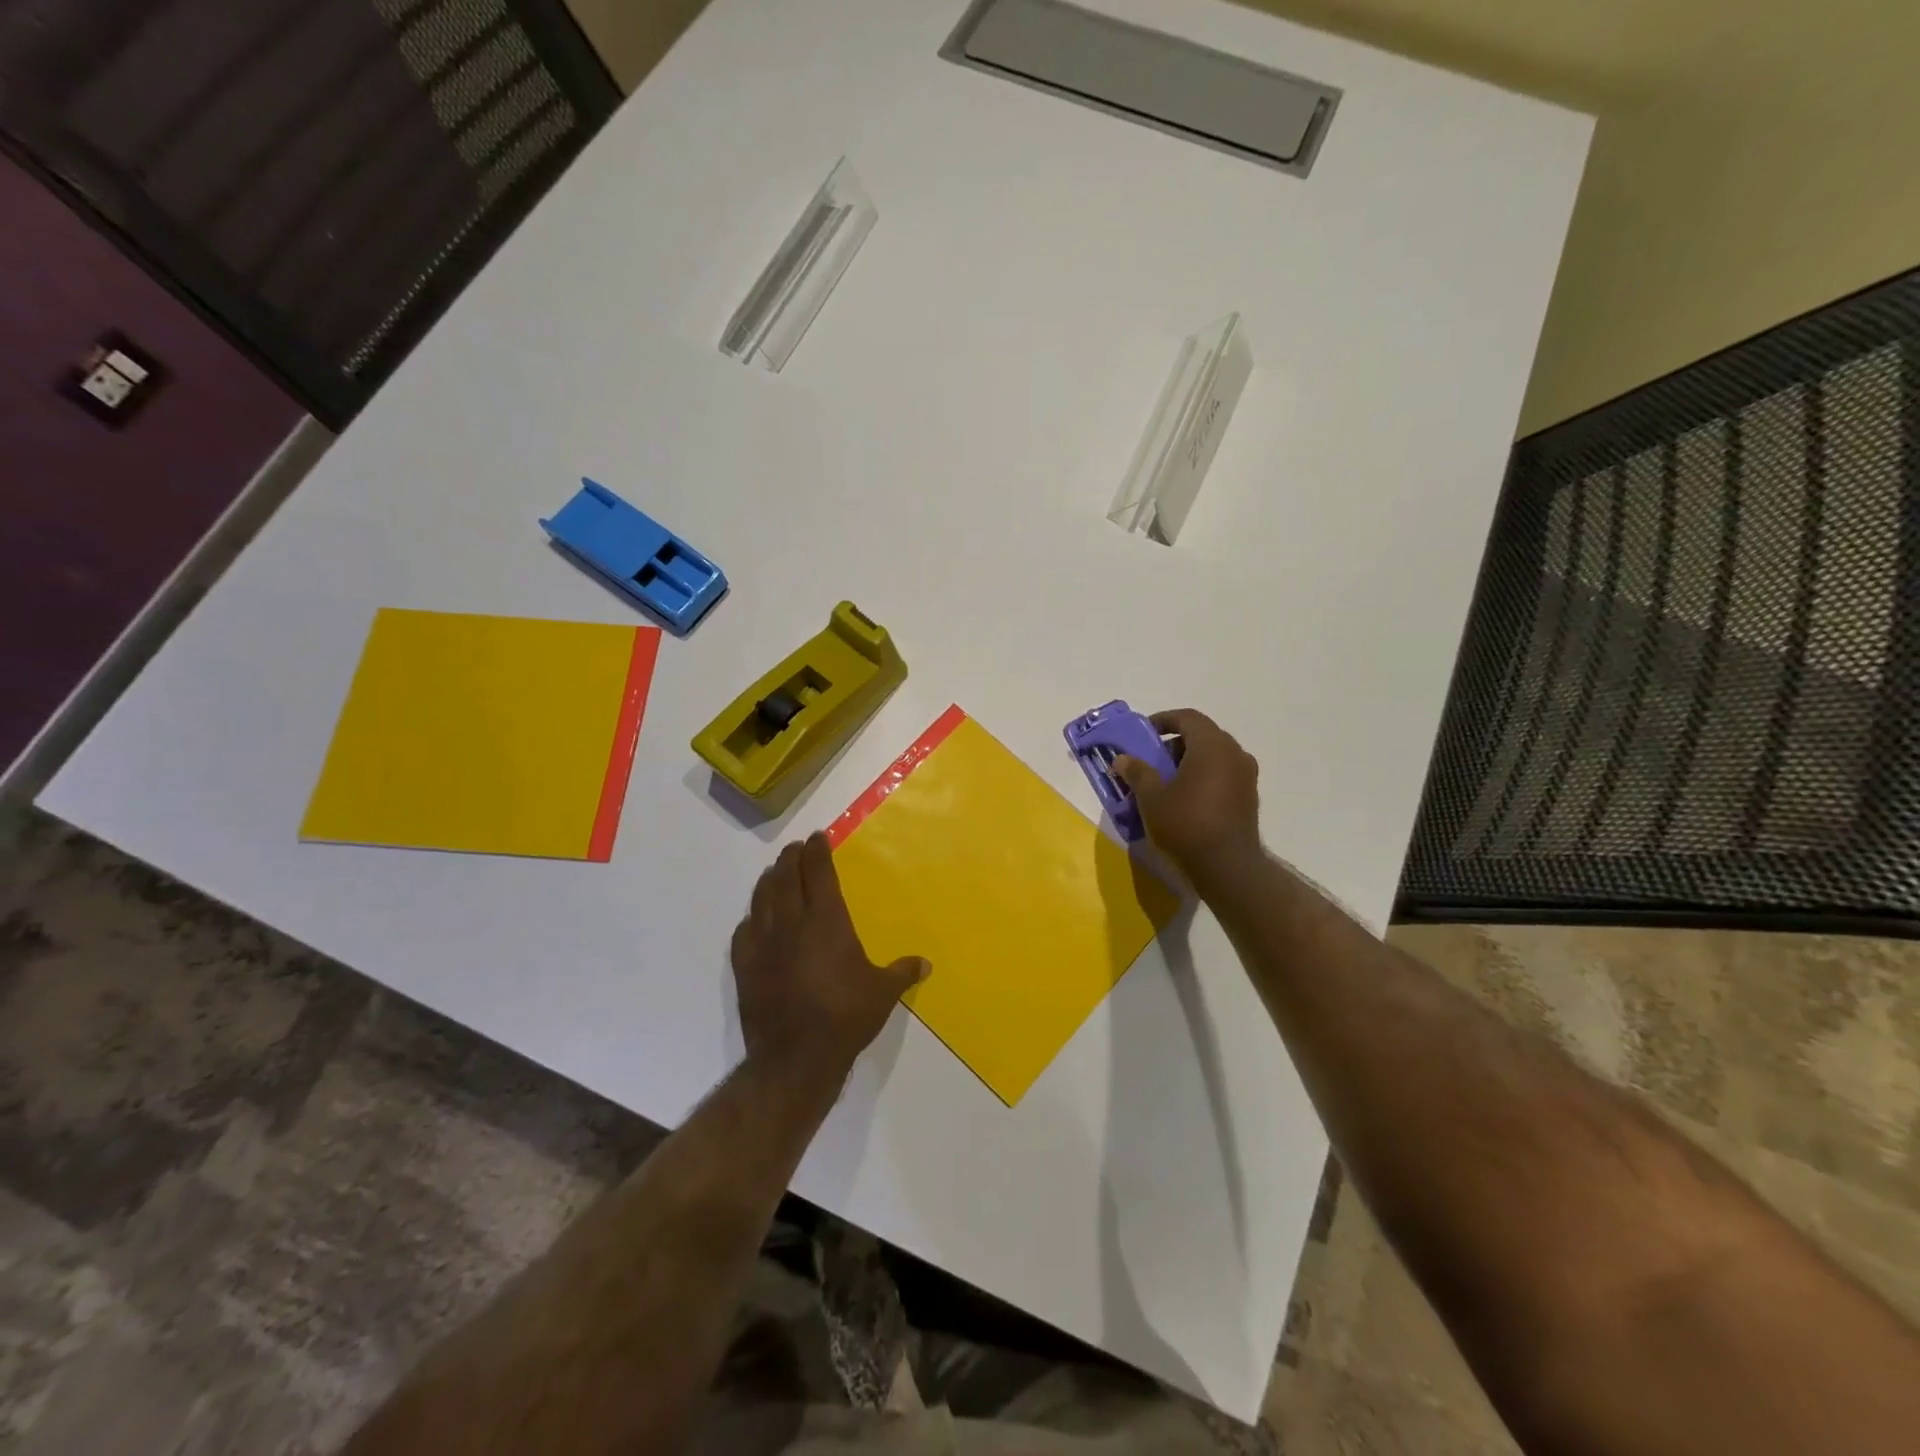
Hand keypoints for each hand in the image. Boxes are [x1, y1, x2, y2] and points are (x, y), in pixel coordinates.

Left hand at [730, 832, 929, 1086]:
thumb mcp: (883, 993)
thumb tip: (925, 963)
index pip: (818, 873)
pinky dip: (751, 919)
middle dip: (791, 858)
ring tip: (774, 872)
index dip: (817, 852)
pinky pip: (744, 932)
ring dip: (769, 880)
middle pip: (786, 878)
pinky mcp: (745, 967)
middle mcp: (792, 922)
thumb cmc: (846, 1017)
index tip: (817, 837)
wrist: (796, 1056)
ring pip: (762, 898)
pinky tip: (753, 920)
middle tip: (795, 848)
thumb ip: (902, 972)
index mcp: (826, 920)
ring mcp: (764, 944)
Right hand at [1114, 708, 1261, 884]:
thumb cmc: (1186, 823)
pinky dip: (1205, 777)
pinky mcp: (1250, 797)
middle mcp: (1234, 753)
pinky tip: (1187, 800)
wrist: (1228, 866)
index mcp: (1212, 745)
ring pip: (1215, 756)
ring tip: (1168, 783)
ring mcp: (1246, 776)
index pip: (1187, 717)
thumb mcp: (1152, 797)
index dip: (1163, 720)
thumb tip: (1122, 759)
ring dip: (1190, 761)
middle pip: (1203, 736)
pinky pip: (1224, 775)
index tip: (1144, 734)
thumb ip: (1137, 772)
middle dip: (1175, 744)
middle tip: (1153, 761)